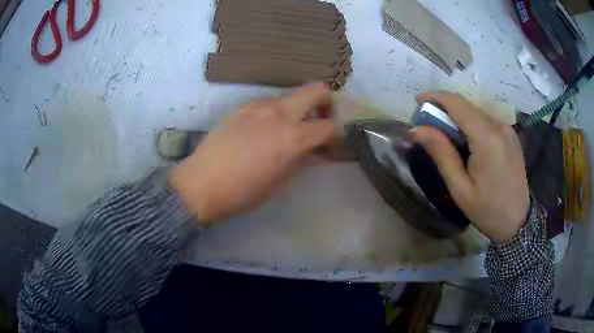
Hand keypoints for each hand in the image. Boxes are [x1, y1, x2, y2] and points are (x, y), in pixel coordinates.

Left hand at [169, 84, 334, 223]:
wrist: (201, 183)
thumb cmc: (243, 192)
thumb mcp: (280, 182)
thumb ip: (302, 161)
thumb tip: (315, 152)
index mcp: (293, 136)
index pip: (330, 125)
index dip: (336, 135)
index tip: (331, 144)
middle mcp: (280, 113)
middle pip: (317, 89)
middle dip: (326, 102)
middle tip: (320, 121)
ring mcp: (259, 105)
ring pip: (291, 96)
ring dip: (298, 108)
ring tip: (288, 130)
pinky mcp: (243, 106)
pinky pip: (269, 102)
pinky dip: (277, 111)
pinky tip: (264, 130)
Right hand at [411, 91, 529, 242]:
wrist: (518, 221)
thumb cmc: (488, 210)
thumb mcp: (460, 188)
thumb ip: (441, 153)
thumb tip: (417, 129)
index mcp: (487, 138)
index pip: (457, 104)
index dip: (435, 98)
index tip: (417, 102)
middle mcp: (499, 126)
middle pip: (466, 106)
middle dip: (443, 109)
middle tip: (427, 126)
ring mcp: (507, 129)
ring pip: (475, 113)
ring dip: (457, 118)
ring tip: (445, 137)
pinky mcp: (510, 134)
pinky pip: (485, 121)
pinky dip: (470, 125)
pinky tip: (466, 142)